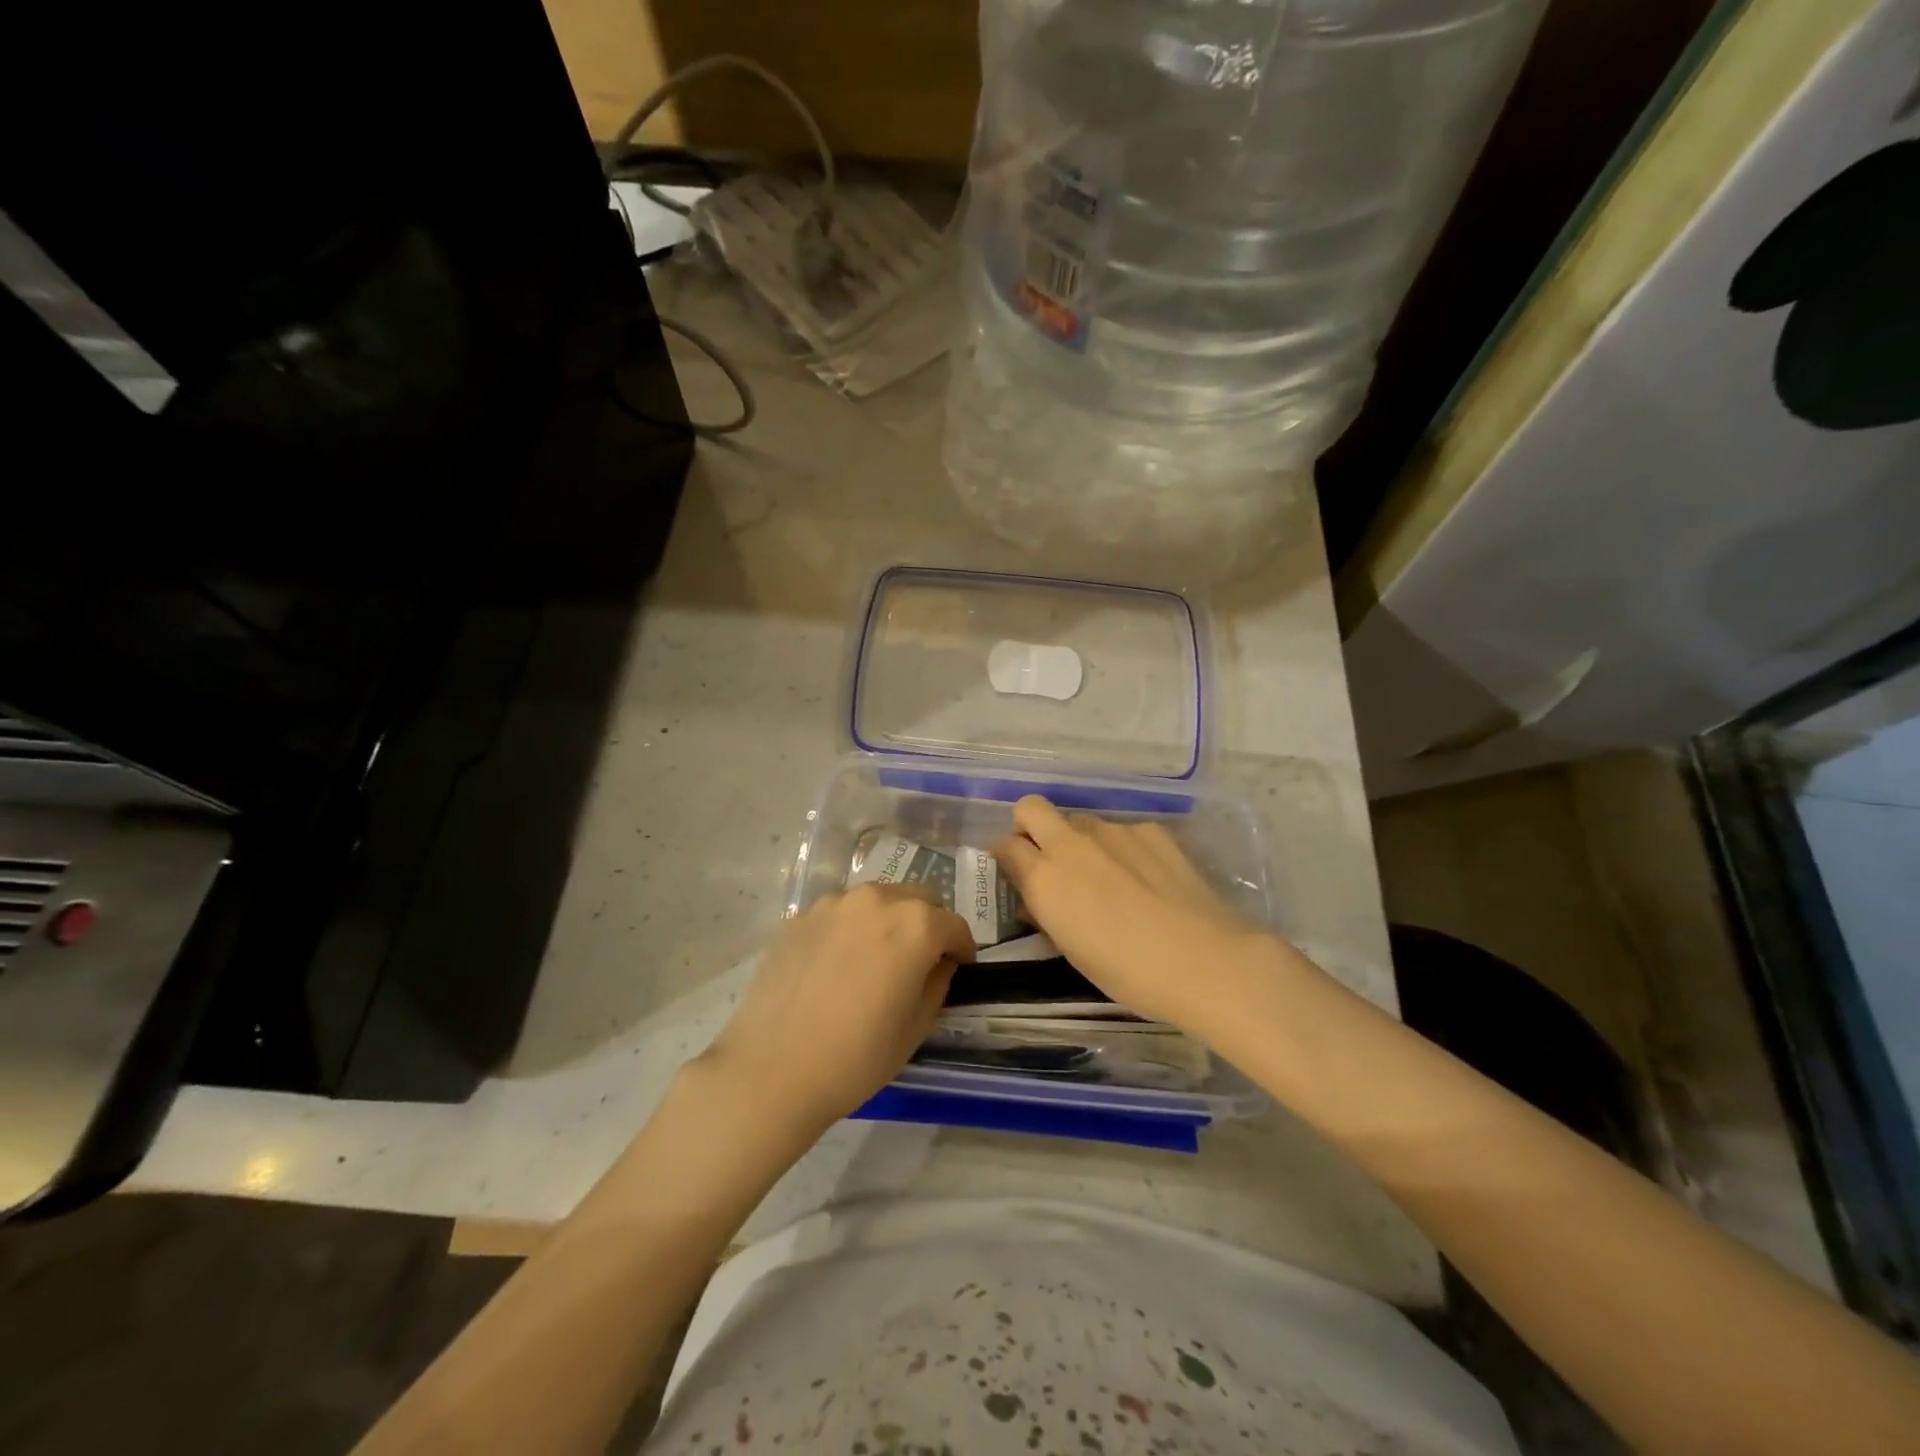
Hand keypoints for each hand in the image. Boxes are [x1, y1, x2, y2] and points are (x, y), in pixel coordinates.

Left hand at [696, 884, 973, 1136]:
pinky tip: (837, 966)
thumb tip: (938, 963)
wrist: (772, 1070)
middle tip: (919, 960)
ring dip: (887, 921)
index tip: (958, 968)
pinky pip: (840, 914)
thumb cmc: (857, 1056)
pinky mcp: (799, 917)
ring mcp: (833, 904)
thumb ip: (937, 983)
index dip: (962, 948)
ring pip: (876, 901)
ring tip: (875, 960)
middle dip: (928, 924)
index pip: (954, 925)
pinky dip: (850, 929)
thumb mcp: (916, 1027)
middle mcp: (877, 900)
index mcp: (915, 924)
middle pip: (917, 899)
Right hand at [993, 796, 1268, 1041]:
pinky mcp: (1151, 830)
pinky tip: (1148, 880)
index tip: (1015, 871)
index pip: (1004, 845)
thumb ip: (1047, 913)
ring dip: (1081, 842)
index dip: (1006, 856)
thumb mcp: (1072, 950)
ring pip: (1080, 821)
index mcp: (1044, 877)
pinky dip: (1125, 849)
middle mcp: (1072, 844)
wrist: (1204, 960)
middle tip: (1046, 856)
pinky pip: (1123, 832)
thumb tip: (1037, 898)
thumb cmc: (1128, 972)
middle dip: (1029, 825)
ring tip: (1110, 878)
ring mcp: (1114, 831)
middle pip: (1031, 808)